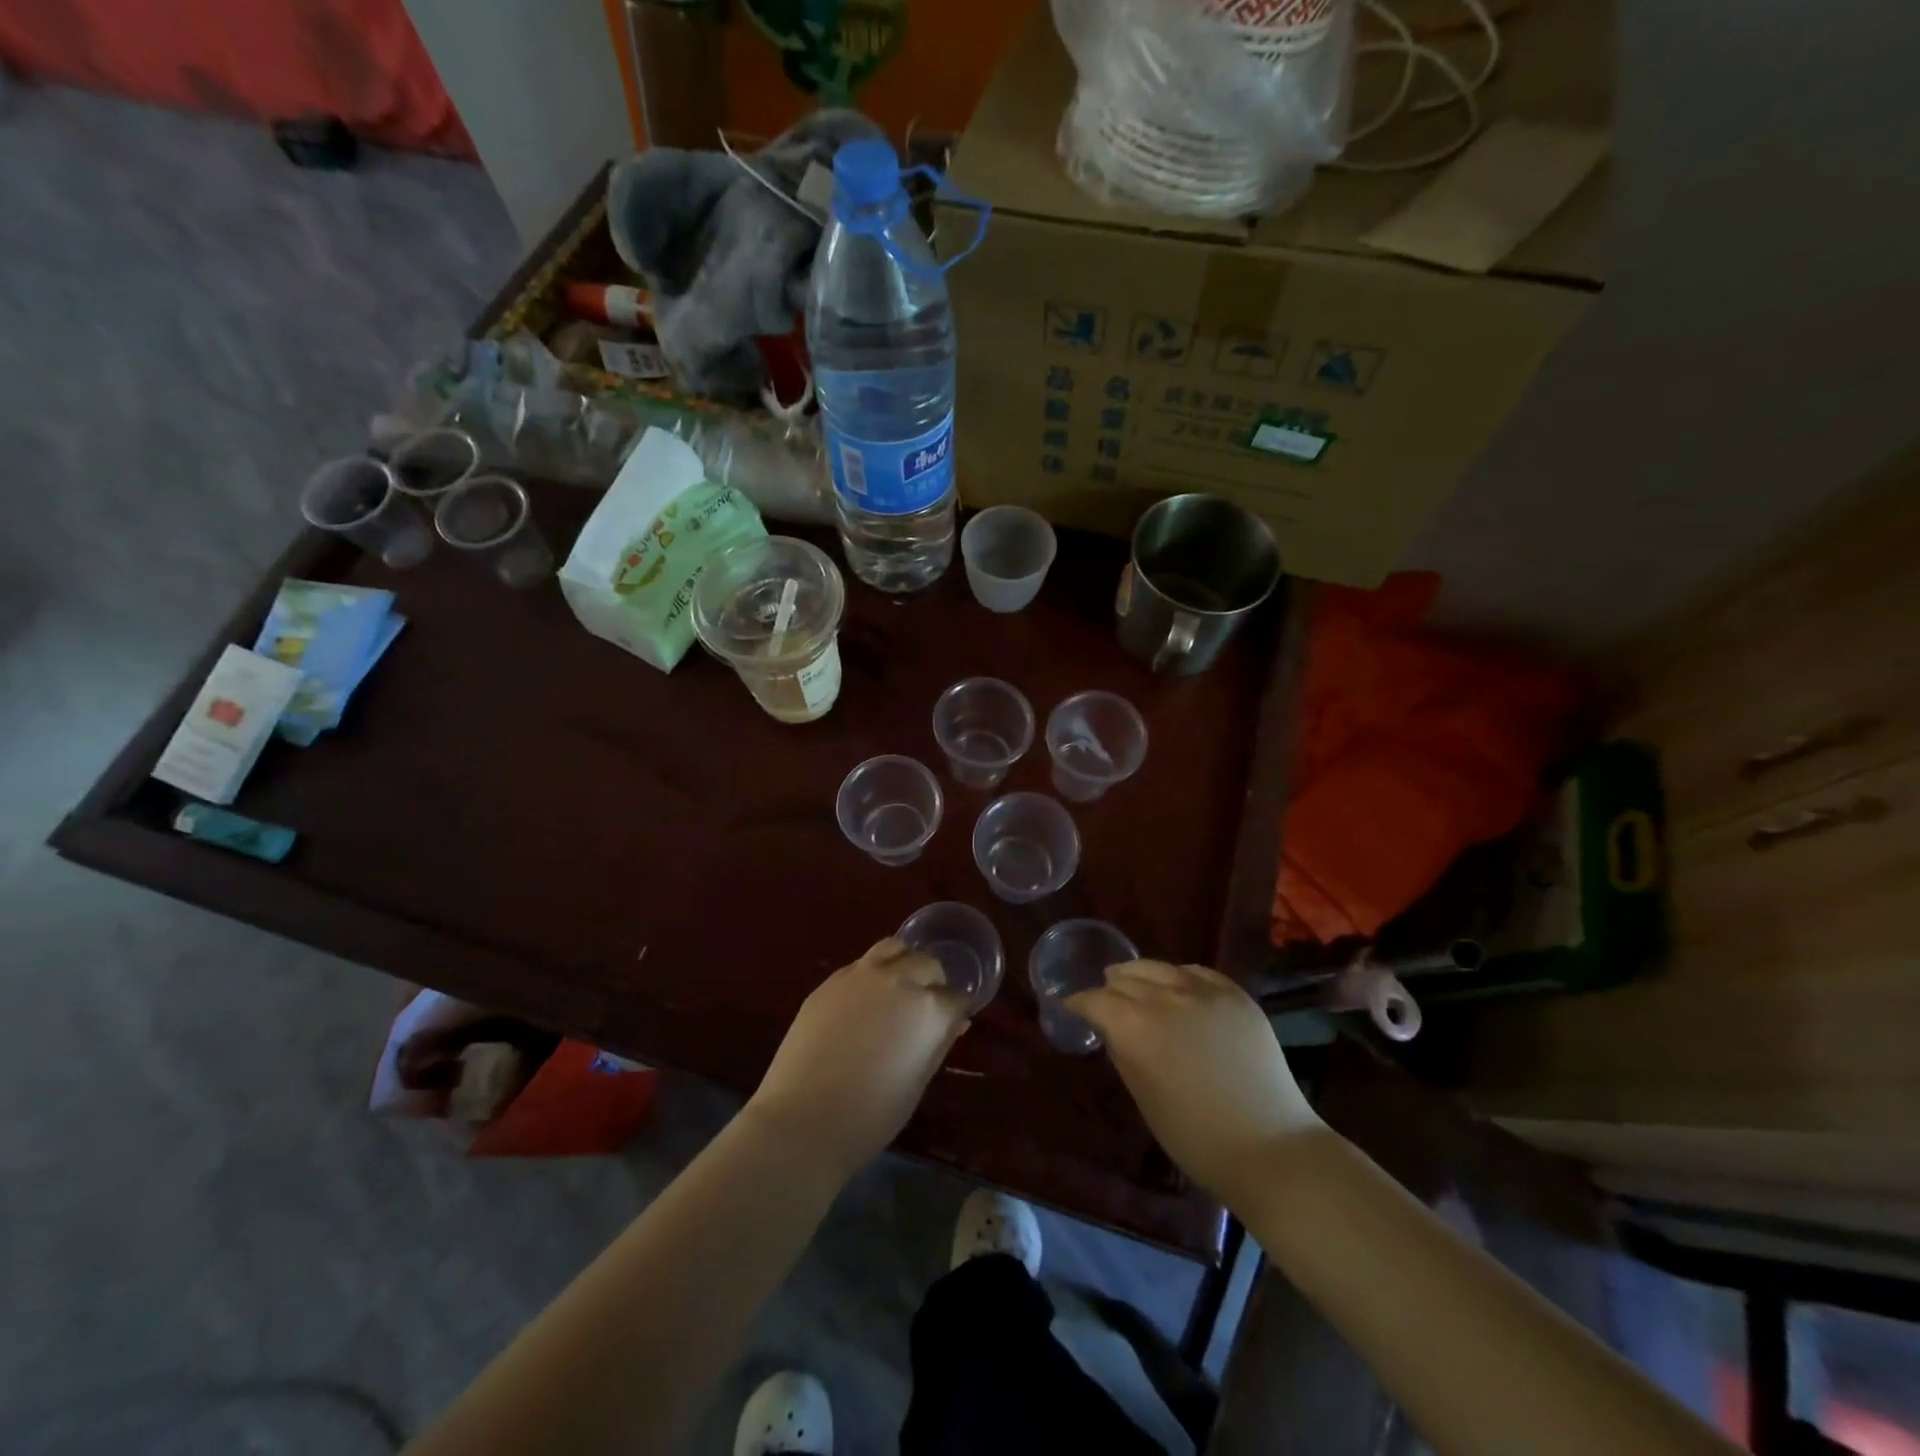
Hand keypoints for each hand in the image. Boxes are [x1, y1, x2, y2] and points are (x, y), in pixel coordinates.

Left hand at [746, 938, 968, 1179]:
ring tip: (899, 987)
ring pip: (895, 947)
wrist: (801, 1120)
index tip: (952, 1023)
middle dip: (934, 982)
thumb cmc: (870, 1116)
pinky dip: (874, 972)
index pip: (958, 997)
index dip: (957, 1011)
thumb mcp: (917, 1083)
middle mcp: (899, 979)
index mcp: (928, 1009)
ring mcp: (861, 975)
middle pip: (929, 964)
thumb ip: (939, 1043)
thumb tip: (956, 1021)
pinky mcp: (831, 980)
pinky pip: (862, 963)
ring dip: (905, 962)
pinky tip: (865, 999)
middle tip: (927, 1007)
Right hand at [1066, 960, 1322, 1206]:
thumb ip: (1122, 1051)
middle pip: (1124, 978)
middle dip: (1109, 988)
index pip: (1094, 1000)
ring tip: (1135, 983)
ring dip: (1141, 975)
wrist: (1268, 1147)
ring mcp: (1203, 991)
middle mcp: (1163, 997)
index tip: (1072, 1007)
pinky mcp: (1235, 995)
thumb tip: (1112, 1029)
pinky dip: (1180, 976)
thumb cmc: (1194, 1136)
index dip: (1079, 1003)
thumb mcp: (1142, 1095)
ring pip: (1159, 967)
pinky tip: (1178, 985)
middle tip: (1105, 1000)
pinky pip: (1197, 972)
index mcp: (1133, 1025)